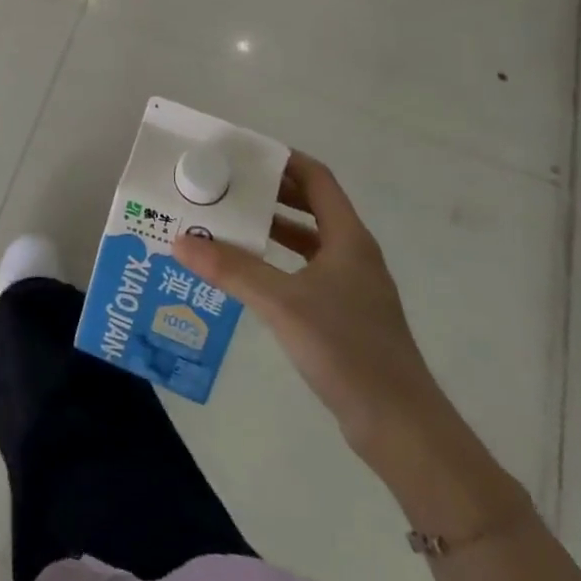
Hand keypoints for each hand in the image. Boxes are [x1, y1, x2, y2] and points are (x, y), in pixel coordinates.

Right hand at [173, 152, 443, 457]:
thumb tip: (180, 240)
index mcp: (348, 239)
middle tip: (223, 186)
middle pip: (310, 206)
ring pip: (306, 241)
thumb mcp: (282, 304)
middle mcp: (352, 255)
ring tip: (225, 223)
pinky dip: (275, 262)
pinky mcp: (344, 316)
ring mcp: (351, 287)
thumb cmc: (347, 350)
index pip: (317, 179)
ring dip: (270, 228)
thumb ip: (232, 270)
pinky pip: (304, 272)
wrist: (400, 427)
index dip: (283, 160)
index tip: (242, 154)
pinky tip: (246, 274)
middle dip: (268, 193)